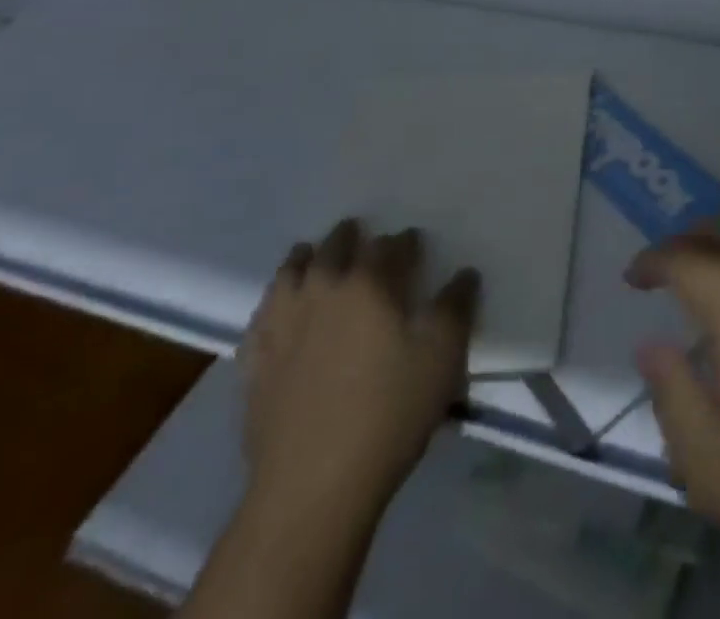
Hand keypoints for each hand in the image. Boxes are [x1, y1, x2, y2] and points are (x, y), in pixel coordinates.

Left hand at [242, 219, 479, 522]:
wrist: (314, 485)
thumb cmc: (390, 412)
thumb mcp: (443, 356)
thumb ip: (456, 306)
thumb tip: (464, 274)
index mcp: (370, 283)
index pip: (391, 246)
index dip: (405, 242)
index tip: (413, 245)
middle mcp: (323, 290)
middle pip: (335, 248)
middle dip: (351, 236)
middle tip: (360, 234)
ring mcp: (282, 325)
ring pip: (291, 272)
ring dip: (305, 257)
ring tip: (313, 254)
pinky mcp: (255, 362)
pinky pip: (261, 316)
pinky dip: (273, 301)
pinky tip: (278, 308)